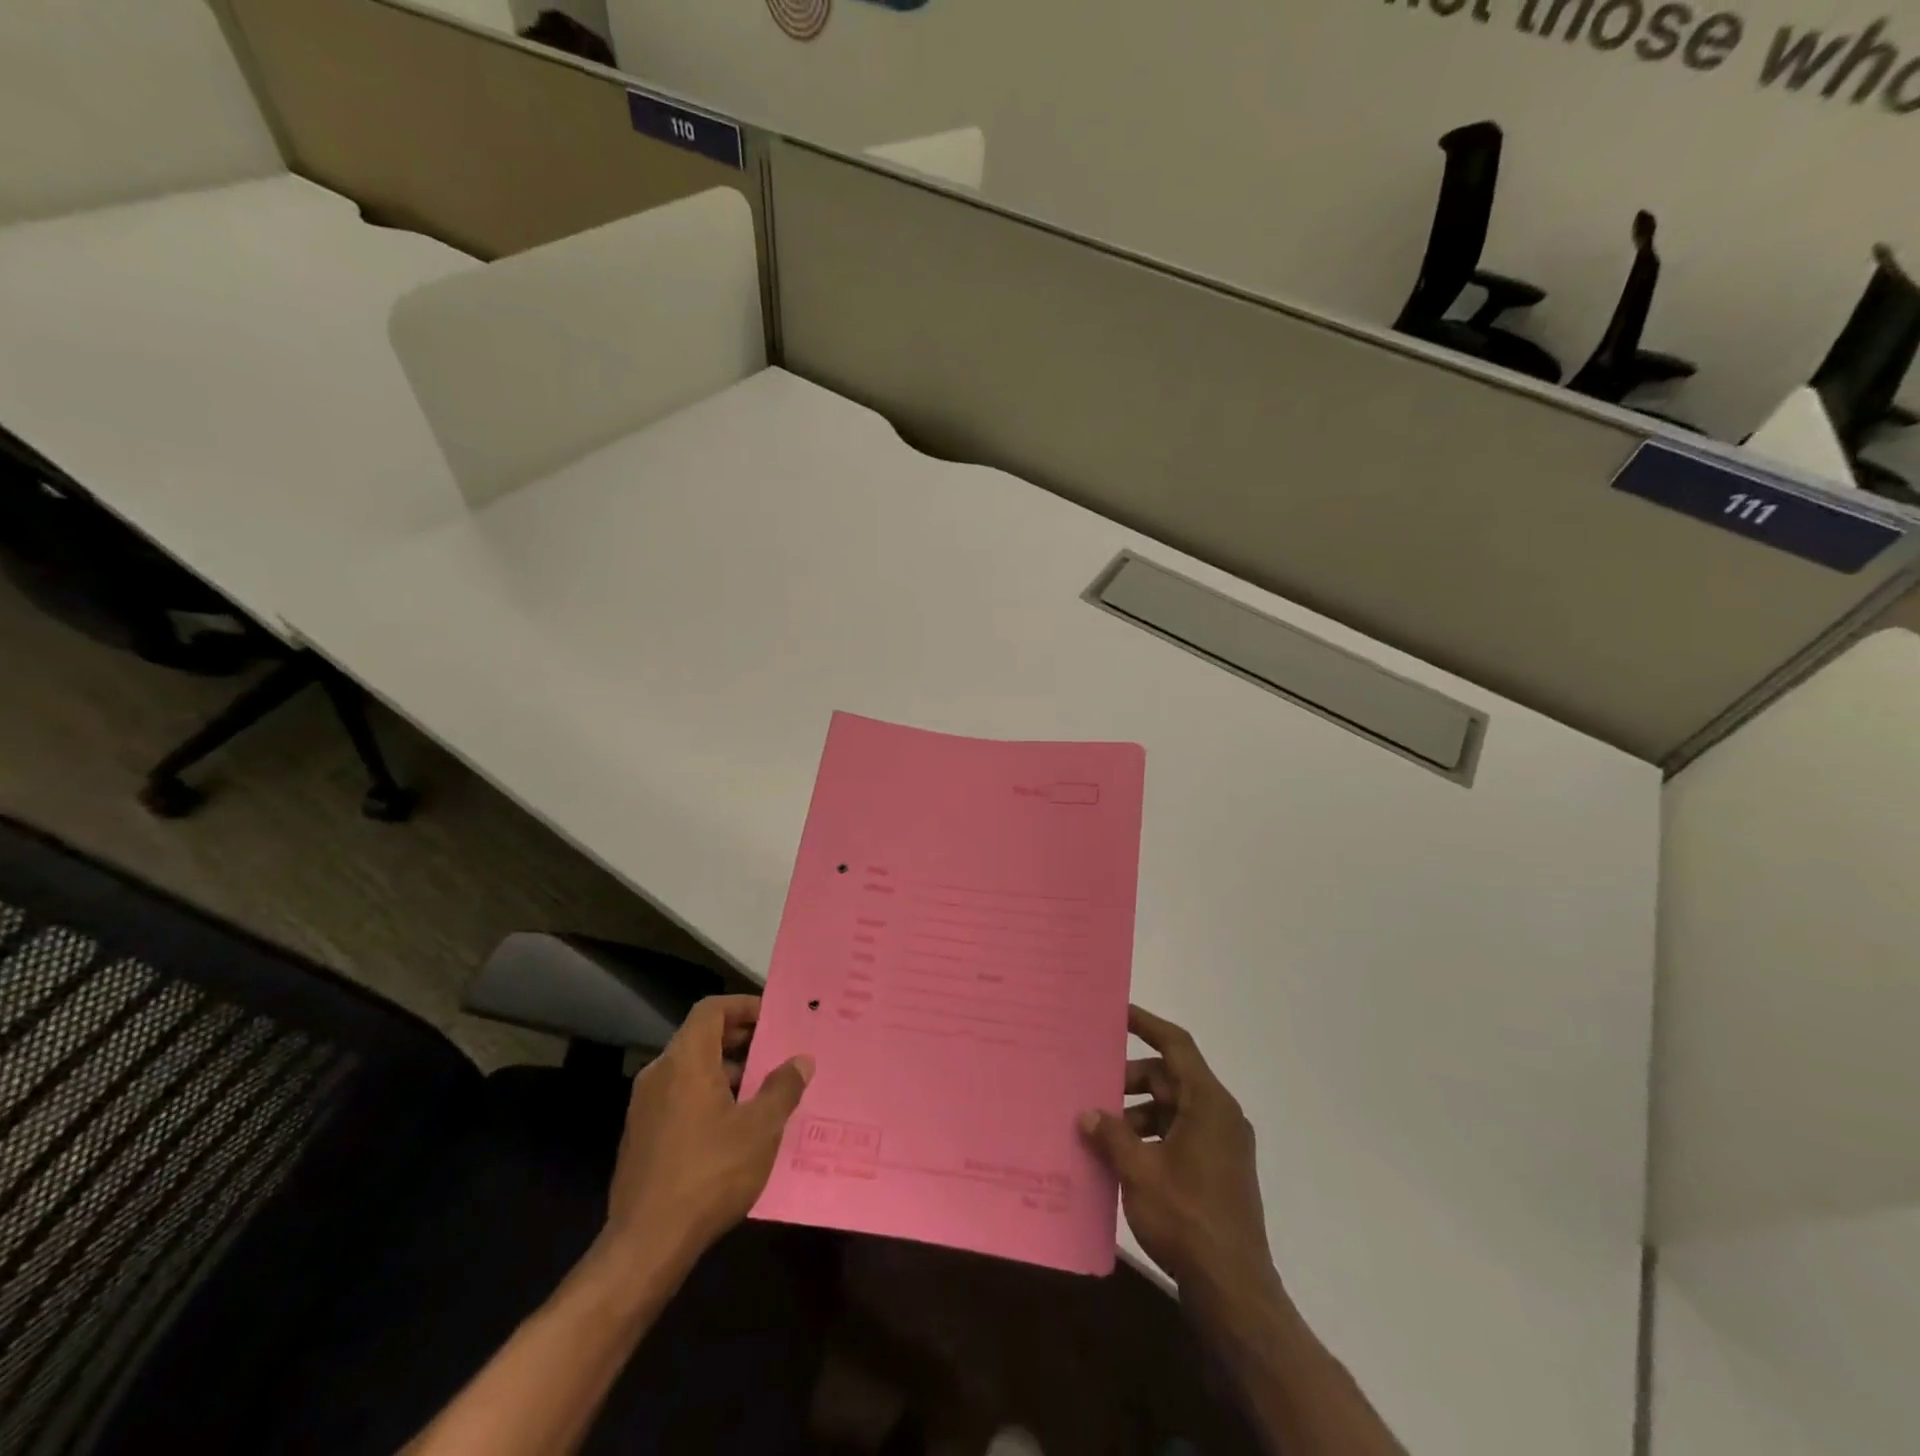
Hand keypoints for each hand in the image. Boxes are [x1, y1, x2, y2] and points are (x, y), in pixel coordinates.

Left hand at [602, 995, 812, 1272]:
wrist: (646, 1245)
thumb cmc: (710, 1174)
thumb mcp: (760, 1128)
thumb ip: (783, 1087)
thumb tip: (801, 1060)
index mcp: (686, 1061)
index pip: (712, 1010)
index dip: (743, 1006)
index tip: (773, 1018)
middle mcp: (659, 1074)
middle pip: (701, 1038)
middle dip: (740, 1040)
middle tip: (775, 1052)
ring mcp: (645, 1107)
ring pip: (690, 1070)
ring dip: (726, 1072)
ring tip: (762, 1092)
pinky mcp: (641, 1137)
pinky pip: (679, 1098)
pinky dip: (707, 1097)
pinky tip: (735, 1128)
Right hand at [1079, 1005, 1272, 1297]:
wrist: (1233, 1290)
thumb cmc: (1187, 1218)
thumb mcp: (1139, 1171)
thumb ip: (1111, 1135)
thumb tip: (1087, 1114)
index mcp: (1209, 1103)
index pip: (1177, 1045)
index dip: (1147, 1024)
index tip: (1117, 1013)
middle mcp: (1221, 1115)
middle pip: (1171, 1078)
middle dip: (1131, 1080)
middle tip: (1094, 1087)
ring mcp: (1223, 1145)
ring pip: (1174, 1108)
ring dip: (1138, 1112)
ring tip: (1102, 1129)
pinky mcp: (1219, 1170)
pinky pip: (1181, 1134)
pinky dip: (1152, 1136)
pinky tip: (1123, 1157)